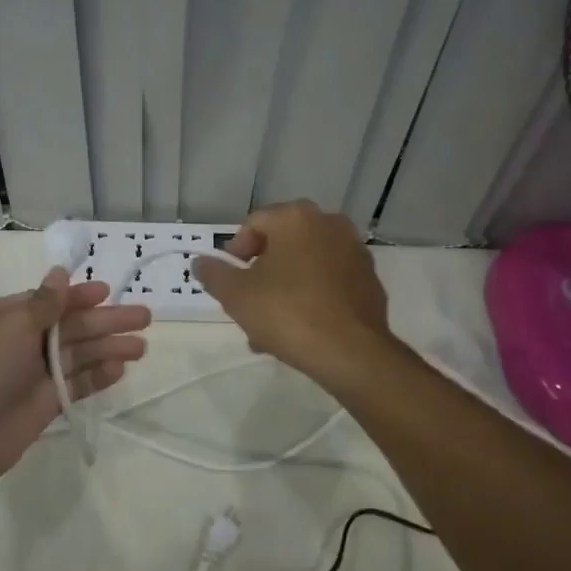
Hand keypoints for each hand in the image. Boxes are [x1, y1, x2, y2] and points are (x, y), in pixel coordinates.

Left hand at [0, 268, 149, 494]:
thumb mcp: (10, 326)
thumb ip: (44, 304)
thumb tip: (60, 272)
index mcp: (7, 316)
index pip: (52, 301)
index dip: (81, 296)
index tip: (110, 291)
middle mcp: (21, 342)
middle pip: (72, 326)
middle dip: (107, 321)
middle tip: (145, 317)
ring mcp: (33, 375)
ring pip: (78, 355)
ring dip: (109, 348)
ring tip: (142, 347)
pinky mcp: (43, 406)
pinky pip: (76, 385)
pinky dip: (97, 377)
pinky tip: (121, 369)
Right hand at [193, 200, 391, 377]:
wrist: (352, 353)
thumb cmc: (287, 313)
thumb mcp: (236, 295)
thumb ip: (214, 273)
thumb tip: (200, 262)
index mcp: (296, 217)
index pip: (254, 224)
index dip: (235, 252)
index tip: (230, 281)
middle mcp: (329, 223)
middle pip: (282, 244)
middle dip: (262, 272)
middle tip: (249, 303)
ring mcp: (355, 252)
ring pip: (306, 265)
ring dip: (286, 287)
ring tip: (271, 326)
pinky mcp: (370, 281)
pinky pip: (330, 282)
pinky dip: (313, 297)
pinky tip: (301, 330)